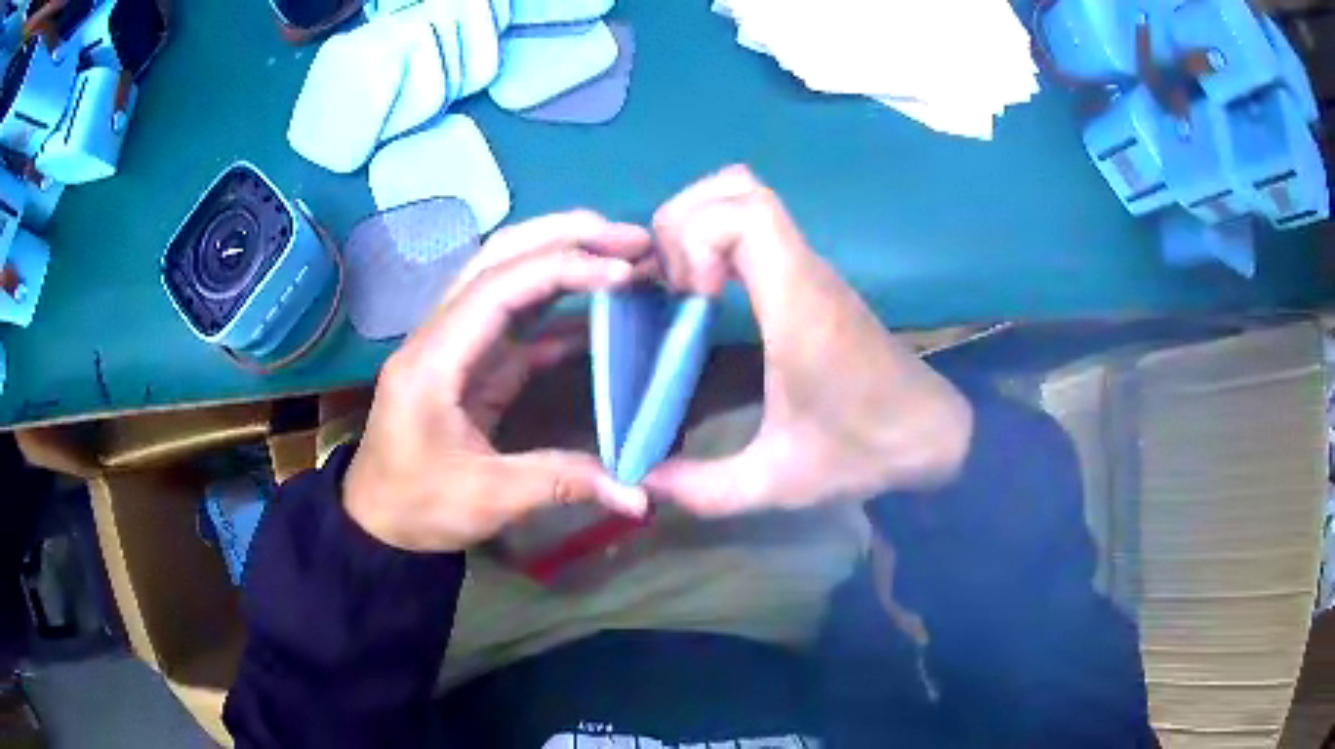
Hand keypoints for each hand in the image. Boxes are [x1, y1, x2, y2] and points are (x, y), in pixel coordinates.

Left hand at [344, 212, 652, 551]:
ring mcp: (455, 343)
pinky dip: (559, 305)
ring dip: (562, 256)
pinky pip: (516, 318)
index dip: (562, 269)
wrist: (376, 518)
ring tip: (622, 255)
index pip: (499, 288)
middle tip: (631, 239)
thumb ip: (562, 483)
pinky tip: (600, 308)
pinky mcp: (470, 360)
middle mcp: (439, 334)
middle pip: (499, 257)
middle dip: (566, 237)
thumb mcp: (486, 499)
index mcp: (433, 360)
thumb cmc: (417, 506)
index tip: (622, 274)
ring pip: (506, 274)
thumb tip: (640, 498)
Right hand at [644, 166, 972, 515]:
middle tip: (675, 288)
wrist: (929, 433)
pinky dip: (718, 234)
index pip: (747, 215)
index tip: (690, 298)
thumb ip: (703, 489)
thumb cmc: (861, 450)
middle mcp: (804, 271)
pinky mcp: (811, 275)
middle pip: (738, 187)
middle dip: (684, 223)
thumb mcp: (775, 482)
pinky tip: (709, 291)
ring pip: (747, 193)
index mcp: (798, 307)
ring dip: (700, 221)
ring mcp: (810, 267)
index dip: (697, 238)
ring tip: (686, 283)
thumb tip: (641, 482)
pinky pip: (757, 221)